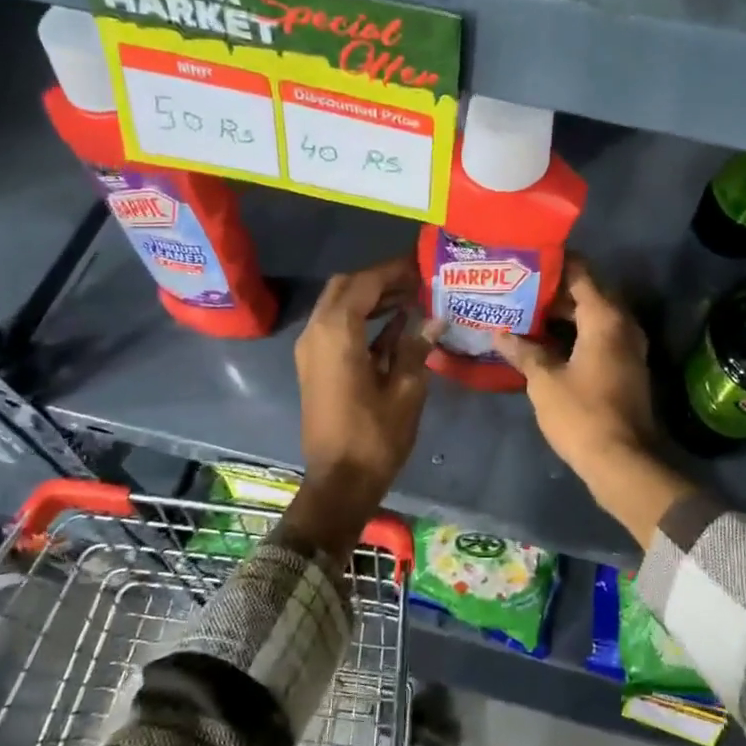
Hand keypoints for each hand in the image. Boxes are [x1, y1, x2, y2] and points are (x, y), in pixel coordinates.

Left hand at [287, 257, 441, 553]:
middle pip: (346, 288)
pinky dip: (362, 320)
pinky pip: (337, 328)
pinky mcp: (315, 366)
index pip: (365, 283)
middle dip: (379, 280)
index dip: (393, 270)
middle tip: (415, 280)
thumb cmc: (375, 436)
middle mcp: (317, 333)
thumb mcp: (406, 389)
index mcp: (337, 333)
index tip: (421, 263)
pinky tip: (396, 323)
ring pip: (339, 306)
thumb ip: (415, 347)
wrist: (339, 481)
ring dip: (371, 298)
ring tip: (411, 297)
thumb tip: (434, 318)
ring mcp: (312, 350)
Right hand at [493, 262, 695, 545]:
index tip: (527, 259)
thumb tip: (500, 334)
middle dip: (554, 291)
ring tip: (526, 313)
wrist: (621, 462)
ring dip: (564, 315)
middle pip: (588, 294)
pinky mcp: (626, 369)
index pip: (581, 274)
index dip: (555, 264)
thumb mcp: (544, 381)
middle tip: (519, 288)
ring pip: (594, 318)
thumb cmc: (581, 414)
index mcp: (605, 319)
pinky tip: (546, 343)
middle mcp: (623, 325)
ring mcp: (628, 348)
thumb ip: (524, 351)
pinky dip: (575, 334)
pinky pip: (599, 338)